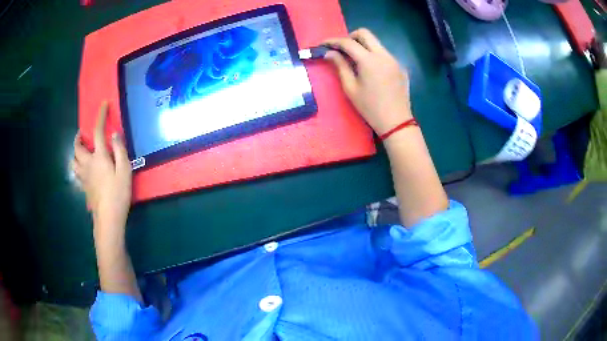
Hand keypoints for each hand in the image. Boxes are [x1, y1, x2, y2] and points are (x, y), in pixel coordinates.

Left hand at [72, 102, 131, 239]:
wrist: (108, 218)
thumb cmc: (118, 194)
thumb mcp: (125, 171)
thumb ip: (120, 150)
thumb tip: (114, 134)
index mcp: (99, 157)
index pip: (97, 131)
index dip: (100, 116)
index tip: (103, 105)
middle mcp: (87, 163)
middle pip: (77, 146)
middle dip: (79, 137)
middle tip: (82, 134)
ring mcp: (83, 176)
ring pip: (73, 160)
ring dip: (75, 152)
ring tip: (80, 151)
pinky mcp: (83, 186)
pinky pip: (75, 172)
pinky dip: (76, 166)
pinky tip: (81, 169)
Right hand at [324, 29, 411, 134]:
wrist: (396, 122)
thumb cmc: (370, 108)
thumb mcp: (350, 88)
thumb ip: (340, 66)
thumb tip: (329, 53)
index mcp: (369, 60)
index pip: (348, 42)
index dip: (333, 41)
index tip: (323, 44)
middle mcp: (383, 55)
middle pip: (365, 33)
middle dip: (350, 37)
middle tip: (342, 49)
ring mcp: (394, 60)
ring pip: (376, 43)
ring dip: (363, 46)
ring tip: (355, 61)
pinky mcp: (400, 67)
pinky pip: (384, 54)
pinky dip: (374, 56)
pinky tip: (372, 72)